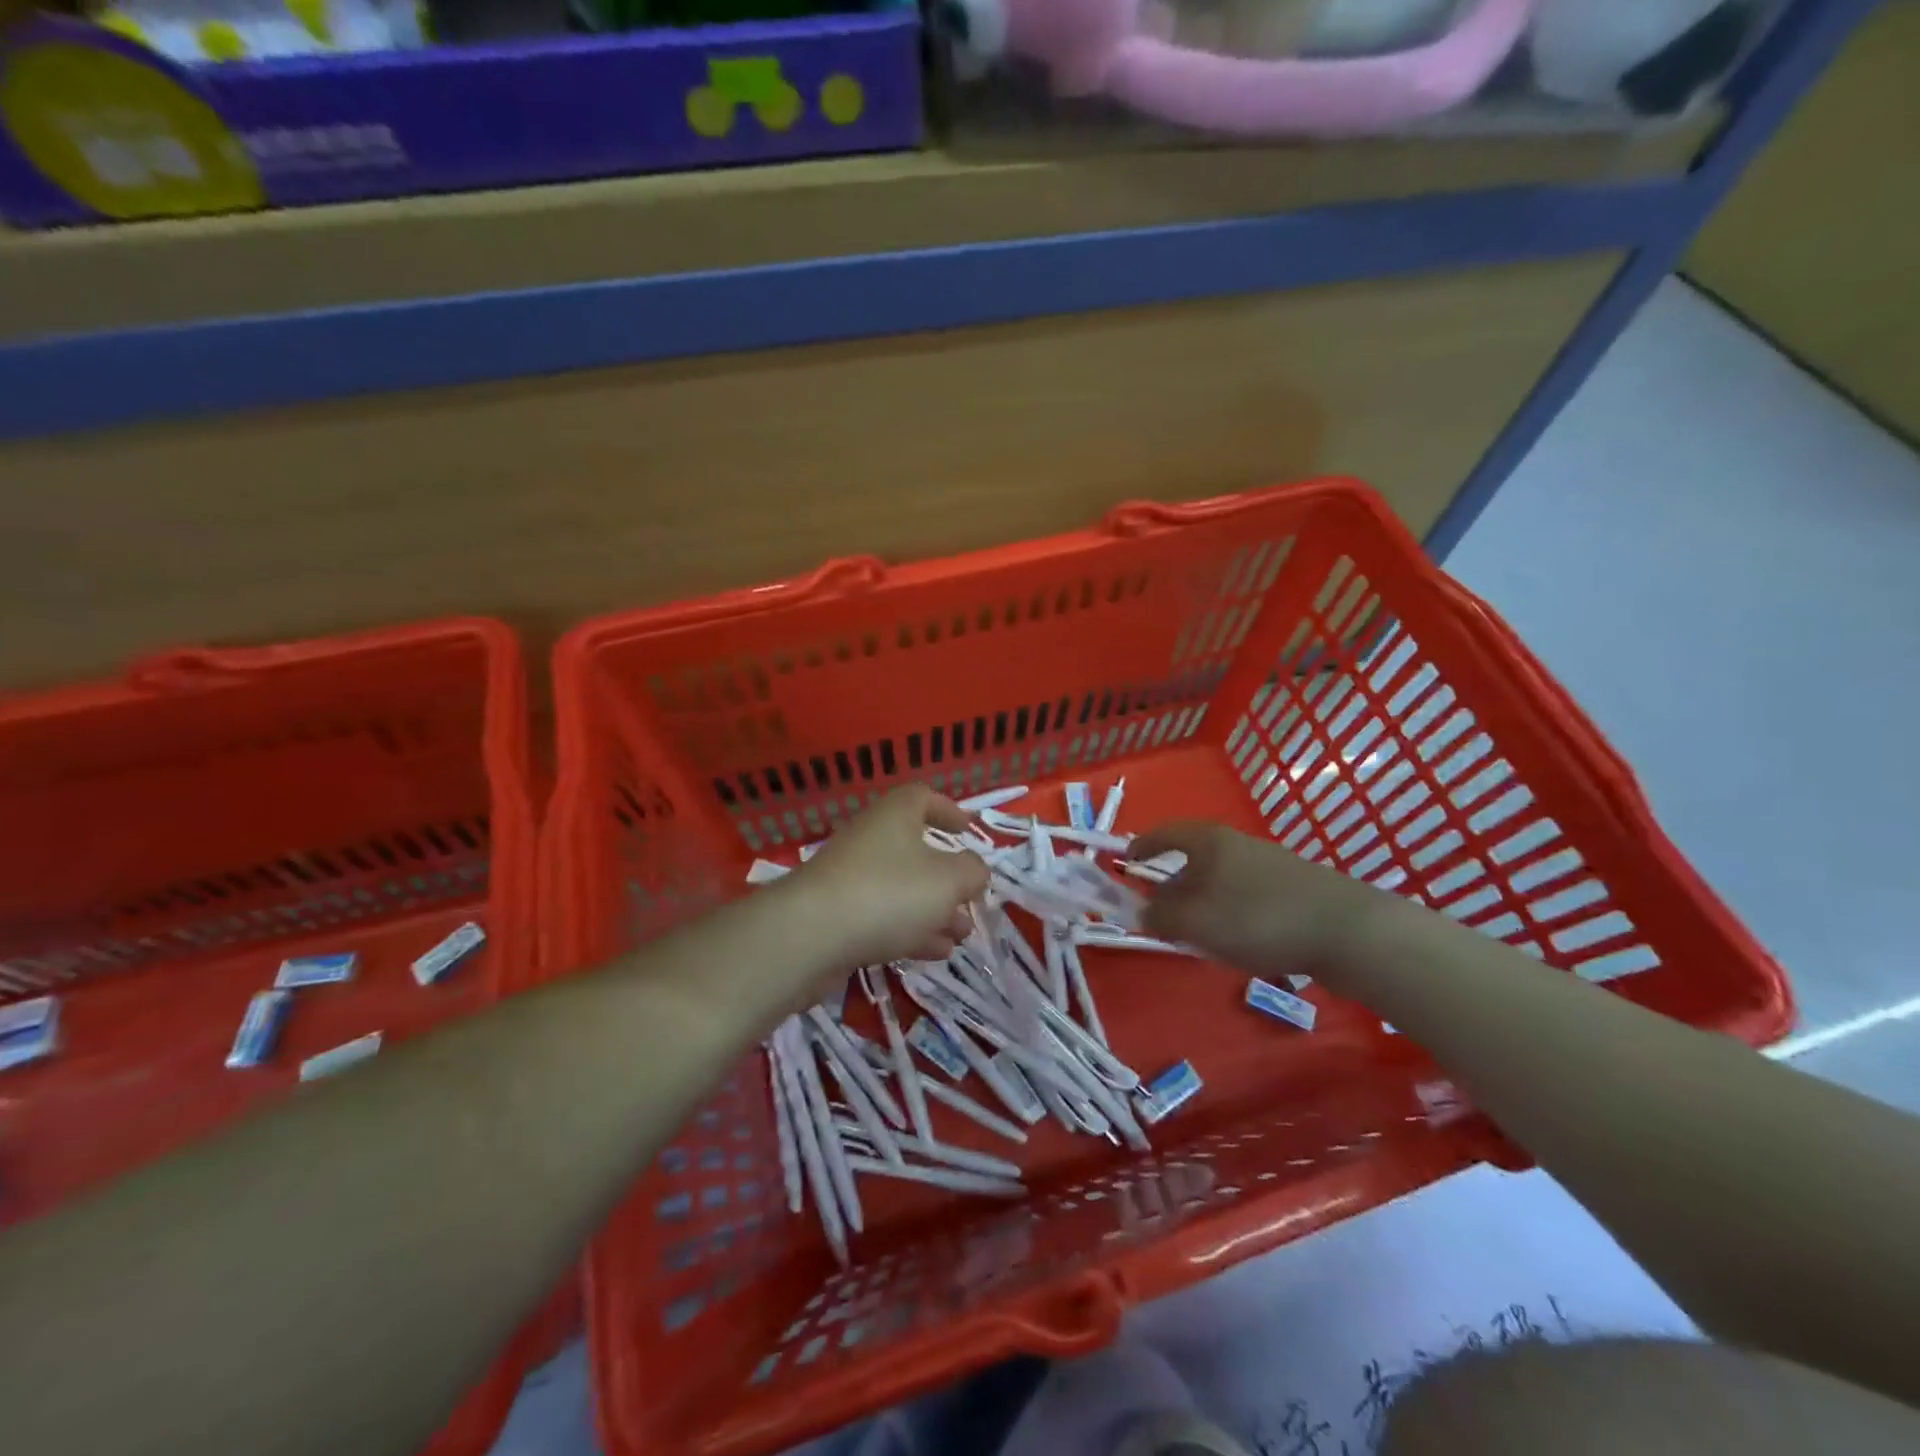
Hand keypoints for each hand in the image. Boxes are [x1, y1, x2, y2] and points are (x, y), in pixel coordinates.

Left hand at [783, 786, 989, 969]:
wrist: (810, 935)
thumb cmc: (889, 892)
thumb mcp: (948, 880)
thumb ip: (972, 872)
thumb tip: (974, 870)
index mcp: (895, 815)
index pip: (923, 798)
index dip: (948, 811)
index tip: (968, 830)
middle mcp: (871, 839)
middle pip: (915, 850)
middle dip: (948, 877)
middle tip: (971, 899)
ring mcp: (851, 878)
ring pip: (902, 888)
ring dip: (935, 910)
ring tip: (962, 935)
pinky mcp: (839, 915)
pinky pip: (883, 916)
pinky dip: (912, 930)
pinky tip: (936, 953)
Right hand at [1131, 821, 1395, 986]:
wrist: (1349, 931)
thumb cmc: (1259, 918)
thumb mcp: (1197, 922)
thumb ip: (1161, 917)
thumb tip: (1142, 912)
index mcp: (1209, 841)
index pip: (1164, 833)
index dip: (1142, 847)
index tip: (1124, 863)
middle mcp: (1237, 845)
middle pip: (1192, 860)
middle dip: (1172, 887)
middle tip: (1159, 917)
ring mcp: (1269, 865)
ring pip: (1220, 881)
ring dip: (1201, 905)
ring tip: (1197, 938)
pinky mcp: (1293, 889)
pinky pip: (1245, 897)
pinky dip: (1229, 914)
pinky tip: (1238, 943)